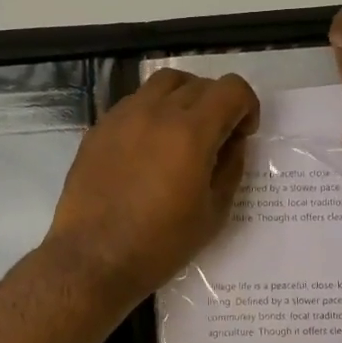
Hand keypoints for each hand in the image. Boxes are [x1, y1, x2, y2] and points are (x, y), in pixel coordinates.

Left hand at [45, 70, 259, 303]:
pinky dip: (153, 111)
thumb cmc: (161, 244)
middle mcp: (157, 112)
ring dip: (184, 98)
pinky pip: (135, 102)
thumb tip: (233, 142)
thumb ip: (231, 167)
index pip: (231, 89)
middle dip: (218, 104)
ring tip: (182, 133)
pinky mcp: (99, 128)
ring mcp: (123, 116)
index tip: (242, 134)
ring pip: (163, 83)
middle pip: (199, 83)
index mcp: (191, 132)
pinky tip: (149, 147)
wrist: (94, 259)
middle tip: (216, 138)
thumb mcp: (214, 212)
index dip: (247, 106)